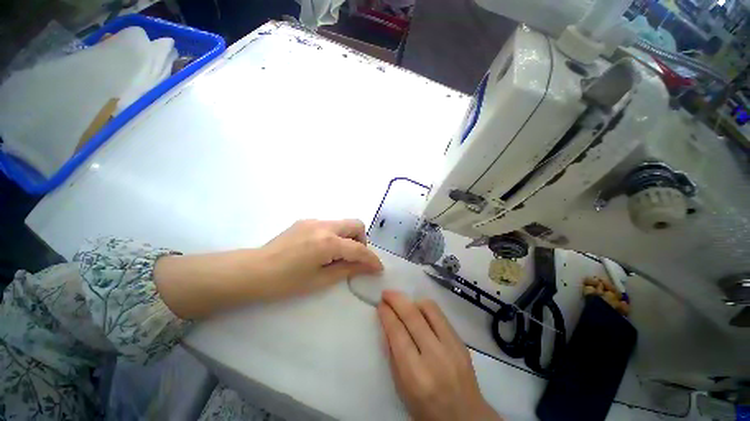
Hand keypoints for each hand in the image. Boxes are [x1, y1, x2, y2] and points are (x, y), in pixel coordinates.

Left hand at [155, 219, 381, 318]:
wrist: (251, 271)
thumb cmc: (285, 282)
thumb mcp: (320, 280)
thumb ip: (348, 269)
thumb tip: (369, 266)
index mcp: (328, 242)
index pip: (359, 248)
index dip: (372, 259)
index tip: (378, 268)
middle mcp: (324, 225)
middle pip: (356, 224)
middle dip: (362, 241)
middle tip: (355, 258)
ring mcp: (314, 220)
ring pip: (343, 223)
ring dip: (349, 237)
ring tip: (339, 255)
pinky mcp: (305, 221)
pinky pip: (330, 225)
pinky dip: (336, 235)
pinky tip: (323, 249)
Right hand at [378, 291, 501, 420]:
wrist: (465, 417)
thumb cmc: (426, 407)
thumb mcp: (402, 388)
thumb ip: (393, 354)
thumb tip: (386, 324)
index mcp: (416, 374)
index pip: (397, 333)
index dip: (387, 314)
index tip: (380, 304)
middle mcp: (435, 356)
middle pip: (412, 316)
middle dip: (396, 299)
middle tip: (387, 293)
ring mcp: (452, 347)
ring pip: (428, 309)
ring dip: (412, 301)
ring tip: (404, 303)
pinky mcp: (461, 341)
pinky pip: (440, 315)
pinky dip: (426, 308)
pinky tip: (419, 311)